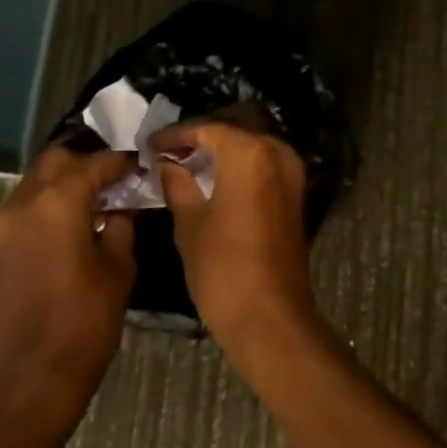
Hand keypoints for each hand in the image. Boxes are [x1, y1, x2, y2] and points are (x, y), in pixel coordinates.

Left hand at [0, 146, 136, 429]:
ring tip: (103, 194)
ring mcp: (9, 222)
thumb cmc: (86, 318)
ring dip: (69, 178)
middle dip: (90, 160)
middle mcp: (27, 200)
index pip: (97, 162)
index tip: (145, 165)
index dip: (124, 162)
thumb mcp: (119, 264)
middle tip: (120, 176)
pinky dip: (54, 197)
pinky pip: (31, 201)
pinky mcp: (4, 243)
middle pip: (59, 158)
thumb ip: (122, 222)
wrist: (35, 375)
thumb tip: (124, 204)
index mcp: (59, 199)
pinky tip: (81, 216)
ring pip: (40, 177)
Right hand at [151, 122, 315, 355]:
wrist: (270, 317)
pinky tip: (213, 184)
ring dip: (220, 157)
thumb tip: (167, 163)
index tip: (150, 146)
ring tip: (184, 168)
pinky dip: (239, 171)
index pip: (207, 130)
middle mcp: (276, 153)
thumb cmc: (223, 267)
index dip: (176, 136)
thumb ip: (177, 184)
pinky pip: (263, 169)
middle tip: (166, 156)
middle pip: (231, 136)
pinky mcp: (295, 196)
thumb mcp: (190, 223)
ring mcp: (291, 174)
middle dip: (199, 143)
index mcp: (249, 153)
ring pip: (249, 151)